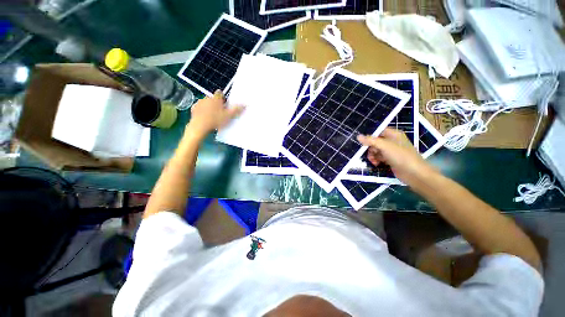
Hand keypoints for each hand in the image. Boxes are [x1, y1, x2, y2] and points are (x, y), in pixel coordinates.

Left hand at [186, 90, 244, 138]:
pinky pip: (199, 108)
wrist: (200, 126)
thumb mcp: (229, 116)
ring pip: (206, 103)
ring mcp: (199, 103)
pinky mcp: (194, 109)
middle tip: (220, 113)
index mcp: (216, 98)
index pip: (220, 93)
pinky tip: (205, 118)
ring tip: (213, 116)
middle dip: (216, 103)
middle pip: (213, 98)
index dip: (223, 98)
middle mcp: (207, 98)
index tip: (225, 104)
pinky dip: (202, 111)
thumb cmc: (216, 120)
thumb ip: (237, 110)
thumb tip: (245, 104)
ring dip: (209, 107)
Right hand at [357, 128, 436, 184]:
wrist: (414, 173)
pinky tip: (376, 164)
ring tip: (374, 161)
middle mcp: (393, 141)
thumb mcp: (384, 146)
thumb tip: (358, 136)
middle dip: (371, 149)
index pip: (379, 131)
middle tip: (371, 154)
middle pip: (376, 142)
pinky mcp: (391, 160)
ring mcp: (392, 151)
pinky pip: (380, 157)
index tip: (364, 143)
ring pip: (376, 150)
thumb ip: (371, 141)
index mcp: (394, 135)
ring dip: (372, 155)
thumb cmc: (401, 156)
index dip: (371, 137)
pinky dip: (376, 160)